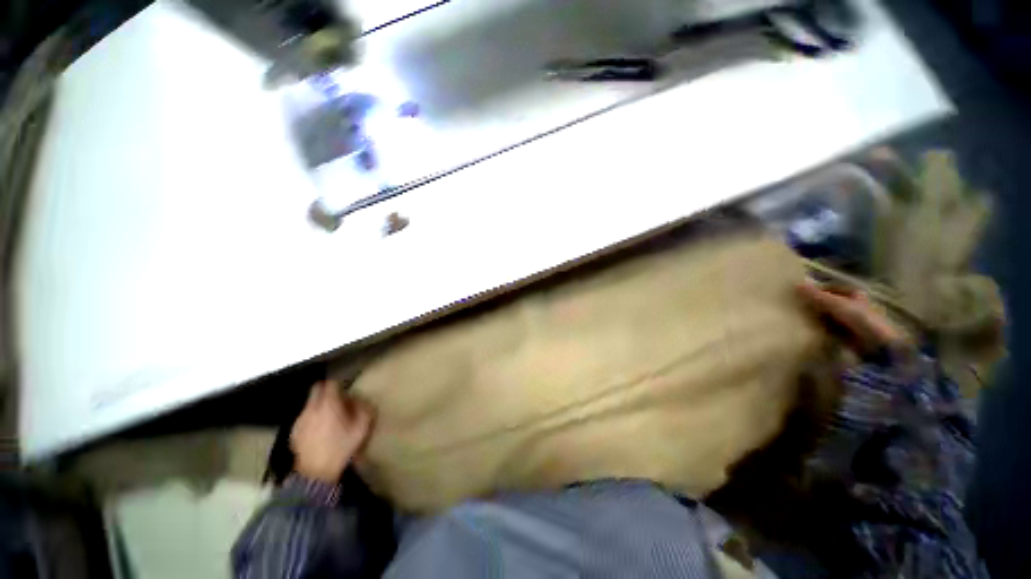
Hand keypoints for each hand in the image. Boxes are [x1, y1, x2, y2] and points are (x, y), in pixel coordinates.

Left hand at [290, 381, 374, 483]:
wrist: (317, 473)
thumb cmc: (342, 447)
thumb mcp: (362, 427)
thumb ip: (363, 408)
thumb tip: (360, 399)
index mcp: (328, 404)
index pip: (331, 383)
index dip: (339, 383)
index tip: (345, 387)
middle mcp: (311, 408)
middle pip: (316, 389)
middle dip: (326, 390)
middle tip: (337, 398)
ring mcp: (300, 420)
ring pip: (309, 403)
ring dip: (318, 405)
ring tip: (328, 415)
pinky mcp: (294, 432)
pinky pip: (304, 417)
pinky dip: (311, 418)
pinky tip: (318, 429)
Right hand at [797, 281, 908, 350]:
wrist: (877, 346)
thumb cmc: (860, 319)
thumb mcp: (836, 304)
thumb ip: (816, 295)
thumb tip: (795, 284)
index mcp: (855, 294)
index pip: (833, 288)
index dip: (818, 290)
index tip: (801, 294)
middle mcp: (855, 305)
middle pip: (831, 303)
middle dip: (816, 305)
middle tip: (797, 307)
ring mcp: (853, 322)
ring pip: (830, 316)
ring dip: (817, 318)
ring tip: (799, 319)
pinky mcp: (849, 336)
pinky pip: (831, 330)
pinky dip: (821, 329)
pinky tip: (810, 331)